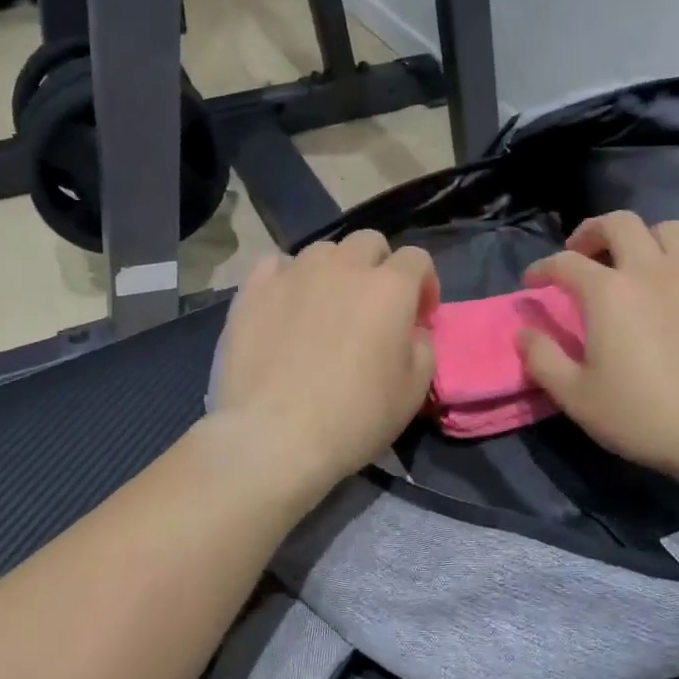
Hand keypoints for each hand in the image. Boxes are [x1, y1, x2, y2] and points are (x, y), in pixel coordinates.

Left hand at [213, 231, 438, 487]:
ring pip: (322, 251)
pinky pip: (275, 264)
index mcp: (389, 288)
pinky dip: (287, 277)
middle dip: (379, 267)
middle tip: (372, 307)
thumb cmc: (355, 417)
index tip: (418, 317)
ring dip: (333, 271)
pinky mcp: (253, 289)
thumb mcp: (414, 390)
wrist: (275, 436)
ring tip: (325, 306)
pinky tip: (284, 304)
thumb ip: (422, 346)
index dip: (424, 285)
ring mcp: (294, 273)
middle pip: (369, 243)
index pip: (416, 259)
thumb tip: (411, 330)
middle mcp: (343, 267)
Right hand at [519, 213, 678, 488]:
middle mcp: (652, 270)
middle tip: (582, 253)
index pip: (565, 262)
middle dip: (592, 232)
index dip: (542, 268)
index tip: (532, 282)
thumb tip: (524, 332)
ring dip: (645, 239)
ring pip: (670, 230)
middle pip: (620, 223)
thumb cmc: (643, 416)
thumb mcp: (576, 396)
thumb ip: (542, 358)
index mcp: (609, 292)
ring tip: (636, 264)